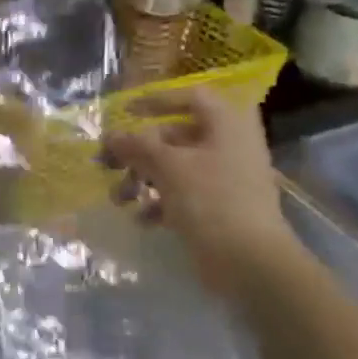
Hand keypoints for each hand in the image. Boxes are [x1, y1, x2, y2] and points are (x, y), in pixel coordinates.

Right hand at [100, 87, 296, 295]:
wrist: (249, 260)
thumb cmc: (210, 200)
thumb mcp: (168, 167)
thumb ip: (136, 146)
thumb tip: (110, 135)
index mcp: (228, 124)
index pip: (191, 97)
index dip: (157, 101)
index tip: (125, 112)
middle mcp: (230, 145)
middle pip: (176, 135)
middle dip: (139, 151)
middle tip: (108, 163)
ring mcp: (226, 178)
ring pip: (176, 167)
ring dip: (143, 179)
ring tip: (119, 198)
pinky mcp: (219, 207)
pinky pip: (183, 194)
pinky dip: (160, 203)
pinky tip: (142, 219)